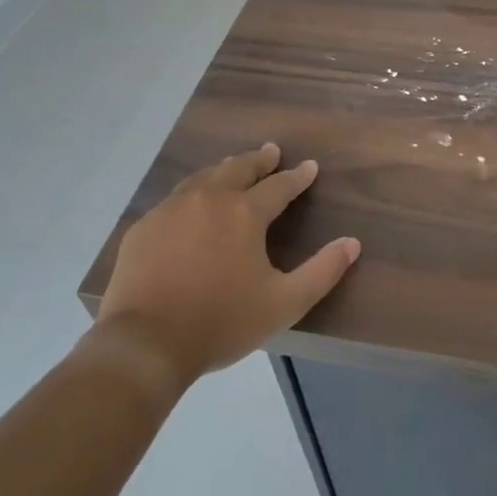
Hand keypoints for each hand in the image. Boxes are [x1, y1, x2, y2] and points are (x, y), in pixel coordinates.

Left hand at [92, 143, 359, 387]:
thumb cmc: (222, 322)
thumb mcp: (285, 303)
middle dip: (259, 160)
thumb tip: (352, 243)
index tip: (309, 167)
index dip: (298, 176)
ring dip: (224, 169)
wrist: (145, 343)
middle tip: (271, 152)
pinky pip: (174, 199)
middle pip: (238, 169)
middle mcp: (209, 199)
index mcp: (245, 213)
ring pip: (204, 178)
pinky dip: (192, 192)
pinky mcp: (144, 227)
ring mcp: (171, 210)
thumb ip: (323, 271)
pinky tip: (191, 202)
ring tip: (233, 166)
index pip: (279, 186)